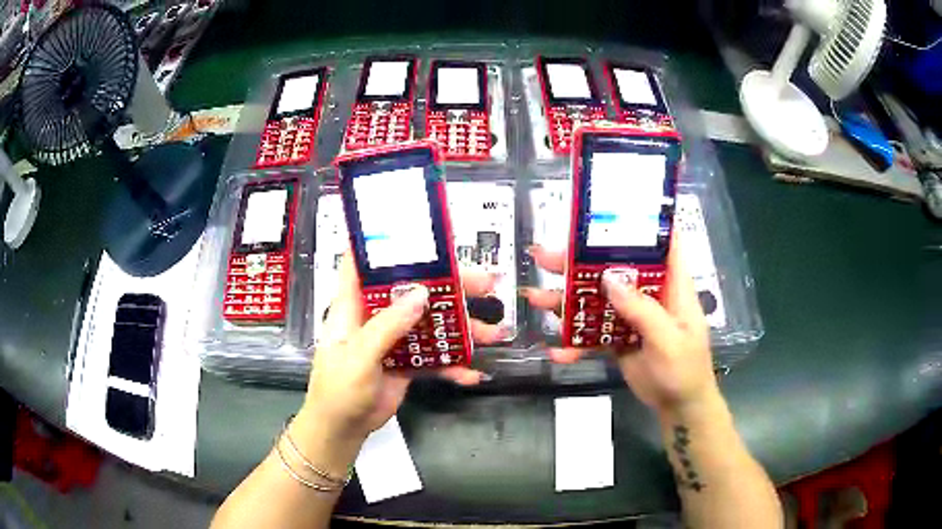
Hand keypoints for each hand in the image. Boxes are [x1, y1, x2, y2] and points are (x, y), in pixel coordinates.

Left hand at [296, 253, 503, 447]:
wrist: (343, 429)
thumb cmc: (338, 390)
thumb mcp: (359, 356)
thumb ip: (388, 326)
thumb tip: (421, 293)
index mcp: (354, 306)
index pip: (363, 263)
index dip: (383, 244)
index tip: (414, 231)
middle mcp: (376, 317)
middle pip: (412, 291)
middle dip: (448, 286)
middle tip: (485, 284)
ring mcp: (394, 340)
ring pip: (431, 324)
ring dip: (461, 328)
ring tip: (493, 332)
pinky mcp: (406, 363)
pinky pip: (434, 358)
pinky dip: (453, 365)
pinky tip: (471, 373)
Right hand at [522, 243, 717, 416]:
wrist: (679, 406)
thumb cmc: (684, 369)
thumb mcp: (667, 340)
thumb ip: (641, 309)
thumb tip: (608, 277)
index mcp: (671, 285)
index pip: (660, 243)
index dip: (639, 224)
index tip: (607, 213)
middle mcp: (649, 294)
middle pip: (615, 268)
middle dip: (580, 261)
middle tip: (545, 257)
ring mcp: (631, 316)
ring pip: (597, 299)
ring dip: (568, 299)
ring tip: (536, 298)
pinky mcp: (618, 337)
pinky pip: (593, 332)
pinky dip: (574, 341)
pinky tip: (556, 351)